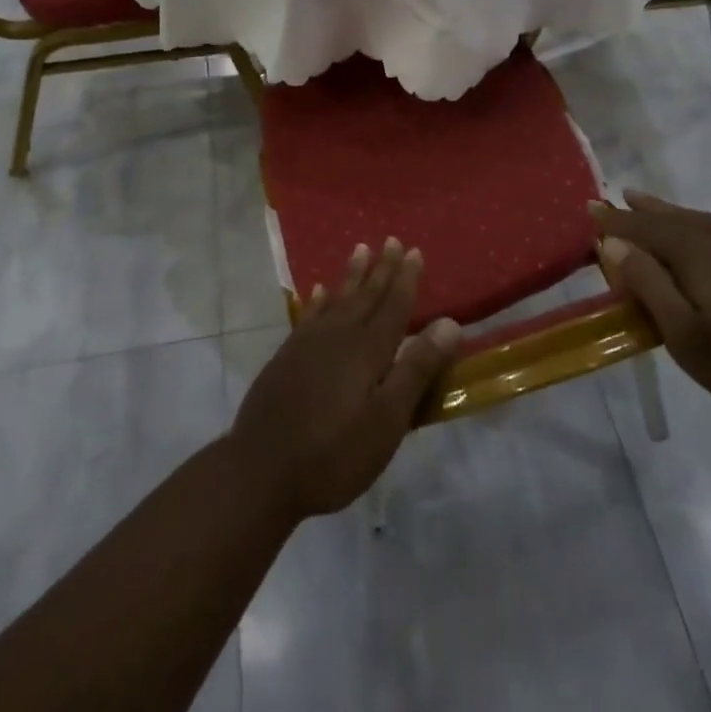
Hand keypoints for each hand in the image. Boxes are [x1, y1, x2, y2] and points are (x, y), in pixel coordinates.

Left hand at [228, 240, 461, 521]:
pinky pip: (309, 315)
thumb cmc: (334, 453)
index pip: (393, 306)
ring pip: (337, 299)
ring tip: (360, 249)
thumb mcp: (386, 421)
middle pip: (366, 296)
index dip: (406, 279)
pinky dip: (319, 301)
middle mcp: (339, 337)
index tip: (414, 251)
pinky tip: (320, 291)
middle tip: (392, 240)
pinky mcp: (287, 357)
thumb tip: (450, 323)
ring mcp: (308, 344)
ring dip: (352, 276)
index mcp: (367, 351)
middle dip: (382, 269)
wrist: (261, 470)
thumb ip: (416, 369)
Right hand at [590, 191, 710, 426]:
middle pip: (676, 217)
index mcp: (699, 247)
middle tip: (621, 198)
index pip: (645, 225)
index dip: (616, 220)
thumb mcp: (680, 333)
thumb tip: (612, 242)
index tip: (590, 208)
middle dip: (645, 211)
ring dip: (677, 220)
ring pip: (705, 222)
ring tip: (653, 210)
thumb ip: (646, 281)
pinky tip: (706, 238)